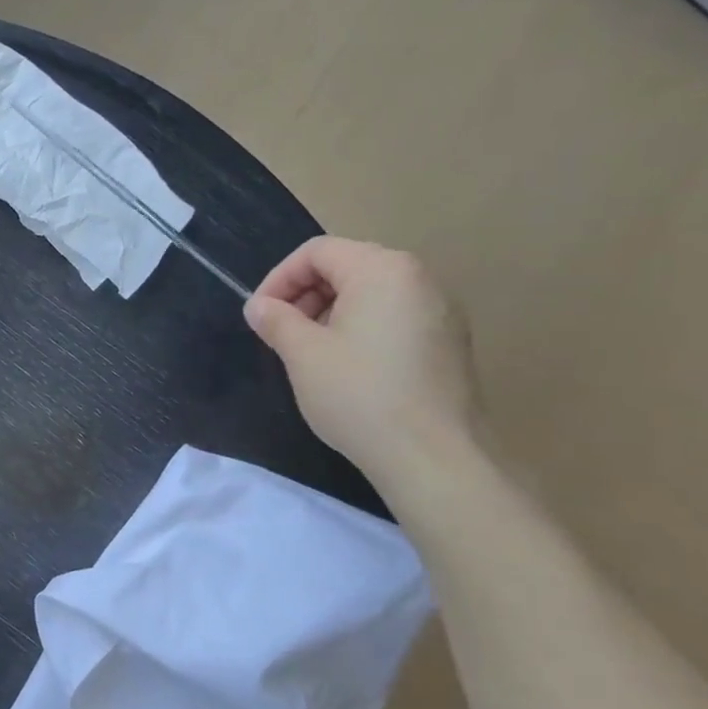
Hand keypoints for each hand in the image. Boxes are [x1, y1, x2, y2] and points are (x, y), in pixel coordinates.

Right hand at [244, 237, 480, 486]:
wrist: (433, 456)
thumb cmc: (359, 394)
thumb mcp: (302, 354)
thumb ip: (275, 320)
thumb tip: (259, 306)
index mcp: (382, 269)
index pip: (317, 252)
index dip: (279, 278)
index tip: (260, 315)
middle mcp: (418, 278)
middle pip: (346, 266)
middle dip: (304, 294)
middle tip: (281, 333)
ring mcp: (441, 310)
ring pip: (370, 293)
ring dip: (330, 312)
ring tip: (310, 352)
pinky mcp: (448, 341)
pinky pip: (393, 316)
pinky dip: (360, 328)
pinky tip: (346, 367)